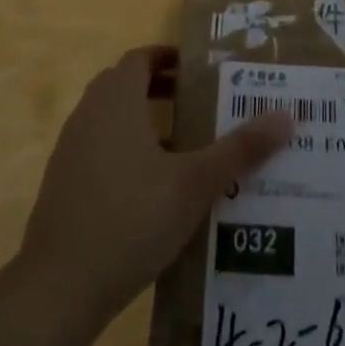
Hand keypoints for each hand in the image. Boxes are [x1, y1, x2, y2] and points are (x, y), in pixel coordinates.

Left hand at [19, 47, 292, 321]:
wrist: (58, 287)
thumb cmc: (130, 218)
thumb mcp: (195, 184)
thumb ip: (239, 149)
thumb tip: (286, 116)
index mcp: (116, 100)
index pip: (141, 58)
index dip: (169, 58)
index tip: (200, 70)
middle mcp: (88, 114)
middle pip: (125, 85)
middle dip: (161, 89)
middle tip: (202, 104)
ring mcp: (70, 150)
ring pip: (111, 120)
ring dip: (144, 122)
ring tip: (186, 147)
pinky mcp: (62, 184)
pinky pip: (99, 150)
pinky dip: (126, 152)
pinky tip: (154, 190)